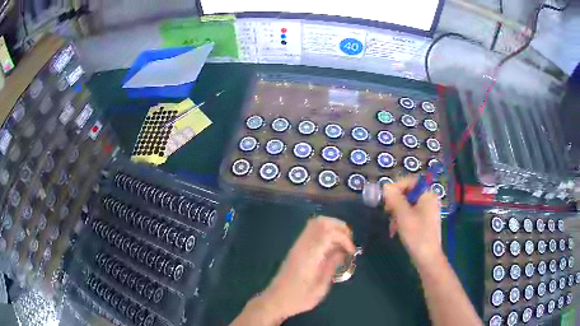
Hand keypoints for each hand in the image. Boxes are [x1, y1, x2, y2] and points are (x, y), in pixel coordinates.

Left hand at [260, 216, 355, 320]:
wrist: (275, 300)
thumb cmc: (298, 298)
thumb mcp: (320, 287)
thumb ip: (332, 266)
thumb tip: (343, 252)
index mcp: (309, 255)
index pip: (328, 232)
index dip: (344, 238)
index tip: (352, 251)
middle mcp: (302, 246)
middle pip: (321, 222)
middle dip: (340, 228)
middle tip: (349, 243)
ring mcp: (297, 246)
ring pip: (316, 224)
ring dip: (332, 228)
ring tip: (342, 244)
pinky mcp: (296, 249)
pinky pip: (311, 232)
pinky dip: (325, 233)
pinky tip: (331, 248)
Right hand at [383, 177, 441, 264]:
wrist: (427, 258)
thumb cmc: (417, 235)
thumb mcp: (403, 215)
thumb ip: (394, 199)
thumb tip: (386, 186)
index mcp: (427, 195)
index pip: (410, 181)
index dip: (396, 187)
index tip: (386, 198)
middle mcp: (429, 200)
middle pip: (408, 193)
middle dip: (395, 203)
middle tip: (387, 212)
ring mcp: (427, 211)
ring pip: (407, 205)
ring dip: (397, 213)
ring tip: (391, 226)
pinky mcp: (424, 221)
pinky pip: (411, 214)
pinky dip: (402, 220)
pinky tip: (396, 230)